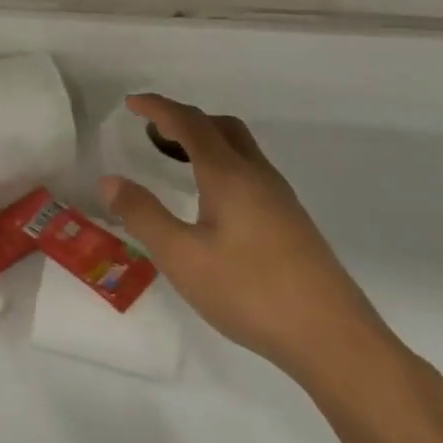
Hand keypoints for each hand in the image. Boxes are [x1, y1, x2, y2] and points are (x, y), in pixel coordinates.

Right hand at [101, 94, 398, 386]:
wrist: (333, 339)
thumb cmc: (250, 291)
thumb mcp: (181, 256)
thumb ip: (143, 215)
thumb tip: (109, 180)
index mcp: (229, 175)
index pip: (189, 124)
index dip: (158, 108)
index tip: (131, 103)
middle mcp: (257, 176)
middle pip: (222, 127)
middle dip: (185, 119)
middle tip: (152, 131)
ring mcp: (281, 199)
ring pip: (240, 149)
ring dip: (206, 141)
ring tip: (175, 161)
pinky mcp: (292, 222)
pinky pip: (251, 172)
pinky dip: (222, 165)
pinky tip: (212, 201)